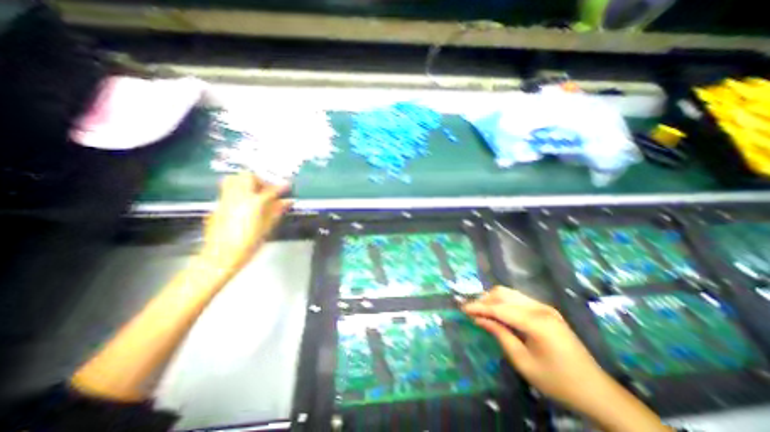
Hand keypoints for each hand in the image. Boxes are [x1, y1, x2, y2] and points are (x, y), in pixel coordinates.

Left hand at [198, 171, 291, 277]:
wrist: (220, 257)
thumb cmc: (248, 244)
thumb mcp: (267, 228)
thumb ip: (277, 211)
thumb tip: (288, 201)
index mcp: (253, 203)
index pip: (270, 190)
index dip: (281, 187)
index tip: (288, 186)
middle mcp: (238, 197)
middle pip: (248, 176)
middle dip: (260, 179)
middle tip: (268, 189)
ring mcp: (225, 199)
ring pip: (234, 179)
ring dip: (247, 181)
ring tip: (256, 192)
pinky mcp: (217, 205)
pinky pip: (228, 190)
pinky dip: (239, 191)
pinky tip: (245, 203)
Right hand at [462, 287, 613, 411]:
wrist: (597, 391)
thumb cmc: (557, 381)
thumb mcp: (523, 362)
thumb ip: (500, 335)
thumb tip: (479, 319)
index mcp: (536, 322)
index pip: (499, 308)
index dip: (479, 307)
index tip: (462, 308)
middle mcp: (540, 308)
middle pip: (504, 295)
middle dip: (485, 300)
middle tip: (471, 310)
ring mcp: (544, 307)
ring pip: (510, 294)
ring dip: (493, 299)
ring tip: (481, 310)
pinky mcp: (546, 310)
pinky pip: (519, 299)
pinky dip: (504, 302)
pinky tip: (498, 312)